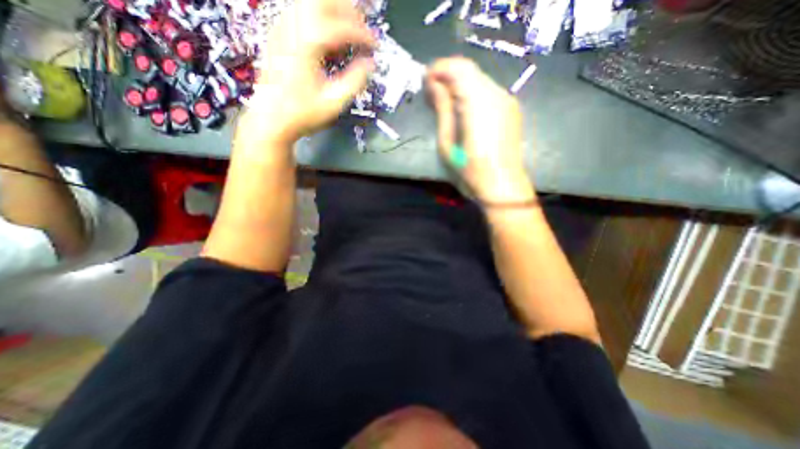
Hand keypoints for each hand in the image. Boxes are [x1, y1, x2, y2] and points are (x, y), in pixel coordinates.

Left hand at [235, 0, 377, 148]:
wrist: (271, 118)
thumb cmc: (302, 113)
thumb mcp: (334, 102)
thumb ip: (354, 81)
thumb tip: (369, 65)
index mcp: (307, 43)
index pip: (341, 26)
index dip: (363, 33)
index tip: (375, 45)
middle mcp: (292, 26)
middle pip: (324, 0)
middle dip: (349, 10)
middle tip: (364, 27)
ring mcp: (282, 27)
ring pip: (310, 1)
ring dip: (334, 10)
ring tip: (350, 28)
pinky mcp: (278, 34)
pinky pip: (300, 11)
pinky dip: (320, 16)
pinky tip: (328, 34)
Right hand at [428, 57, 532, 203]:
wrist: (503, 187)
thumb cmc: (470, 171)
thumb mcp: (448, 144)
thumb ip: (443, 110)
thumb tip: (434, 85)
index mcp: (478, 103)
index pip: (458, 68)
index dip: (438, 69)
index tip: (424, 82)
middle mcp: (496, 95)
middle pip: (469, 70)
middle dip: (447, 76)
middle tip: (431, 93)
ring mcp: (507, 101)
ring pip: (479, 80)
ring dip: (459, 85)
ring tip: (445, 103)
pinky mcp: (511, 110)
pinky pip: (488, 92)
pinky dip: (472, 93)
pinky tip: (463, 110)